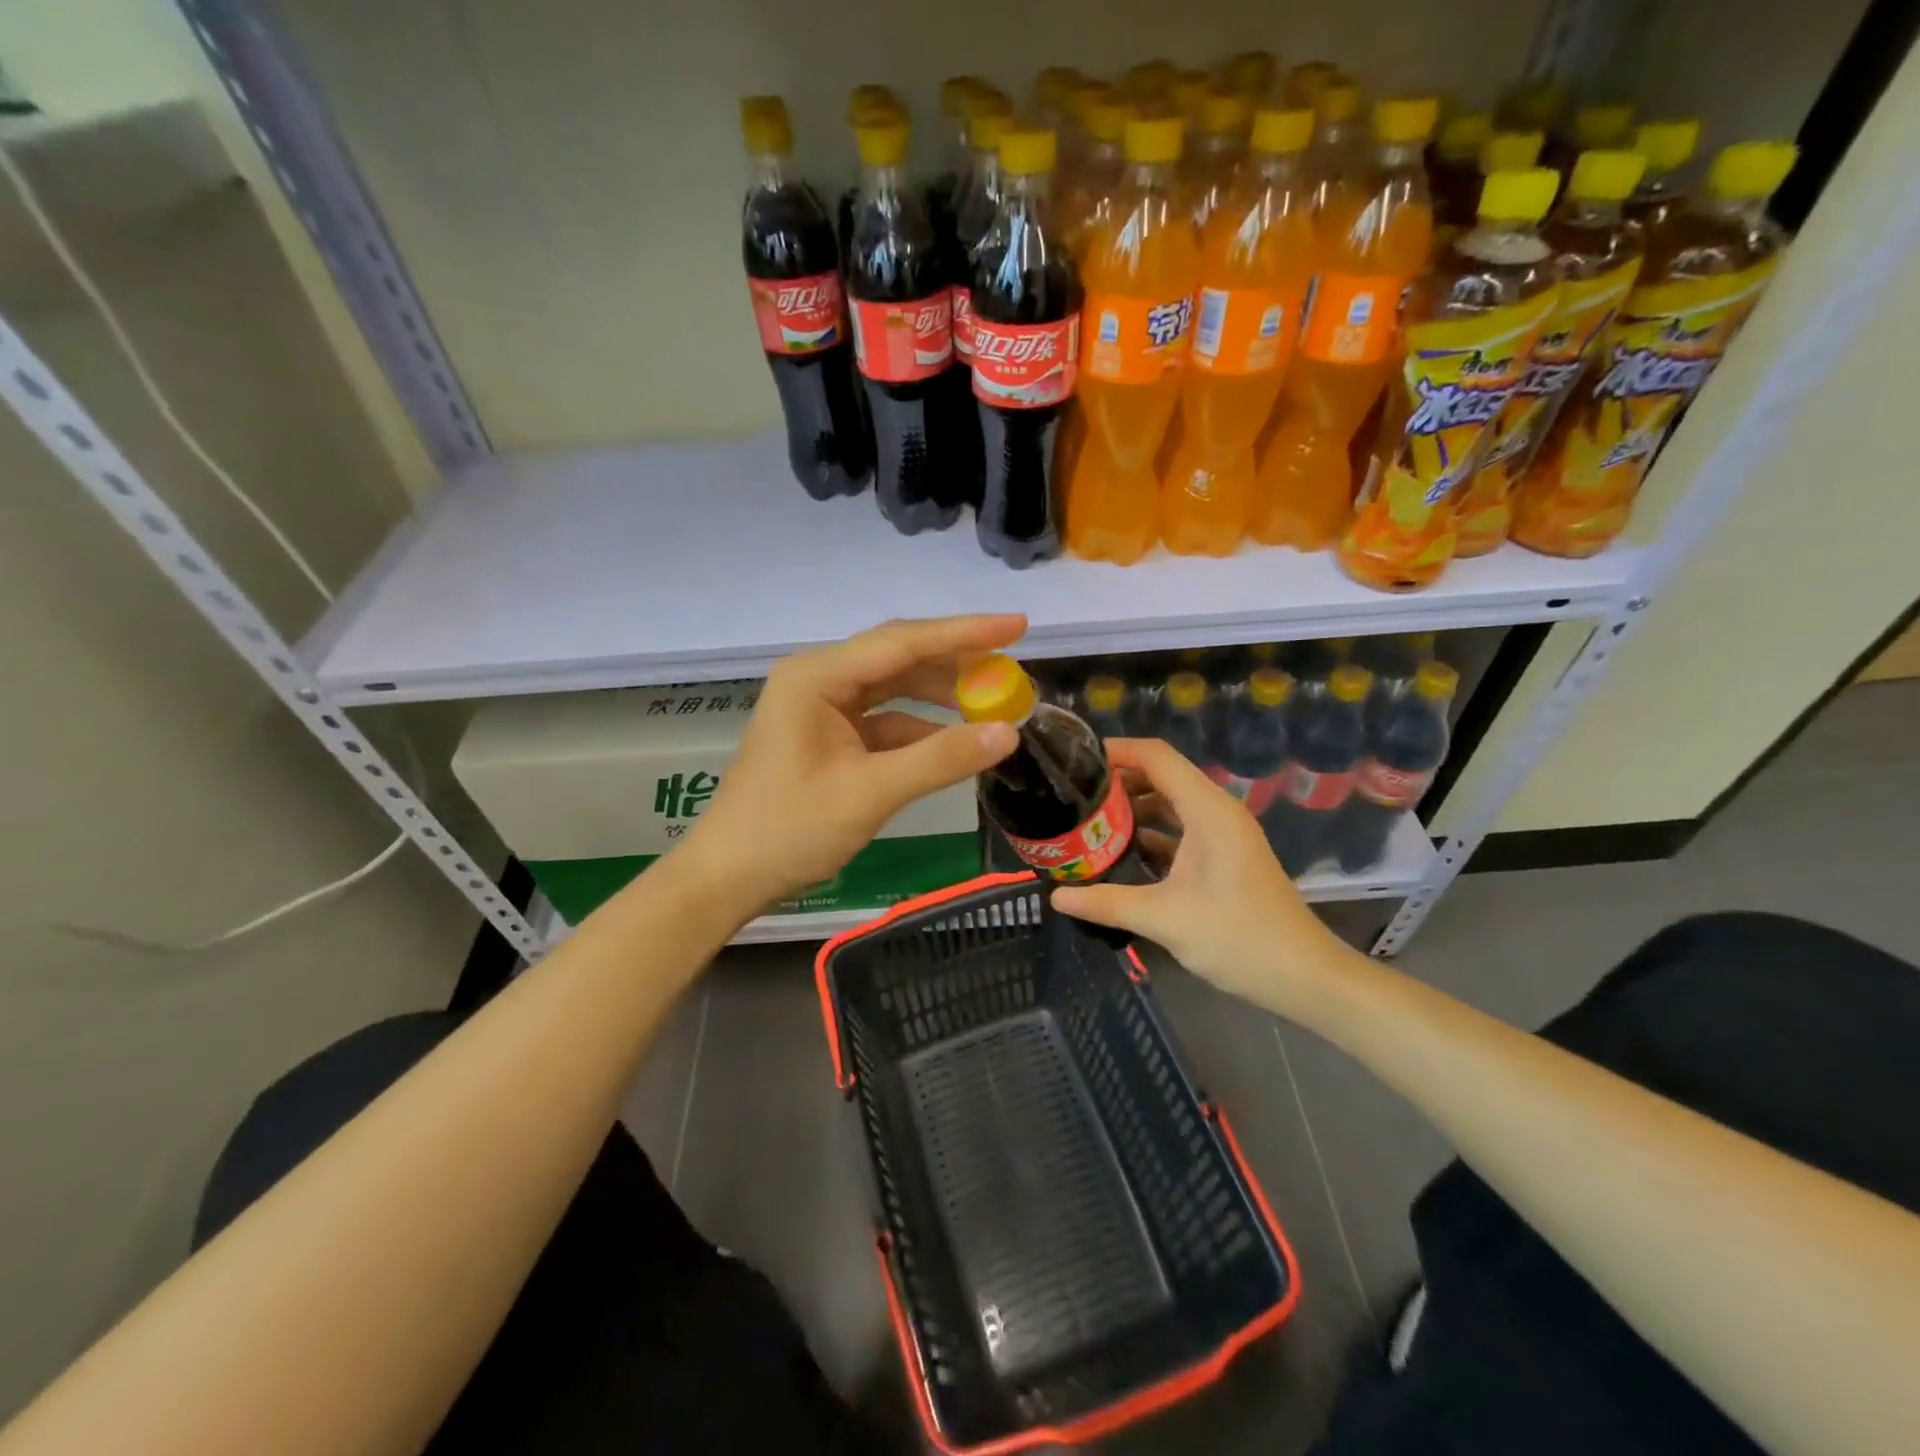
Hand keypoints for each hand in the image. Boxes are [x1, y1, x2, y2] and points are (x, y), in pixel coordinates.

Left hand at [681, 615, 1023, 907]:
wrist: (729, 876)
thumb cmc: (789, 830)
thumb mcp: (870, 793)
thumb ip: (940, 759)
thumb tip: (1009, 733)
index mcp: (817, 677)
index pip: (903, 642)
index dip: (965, 633)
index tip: (1018, 626)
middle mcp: (818, 679)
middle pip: (898, 658)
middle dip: (955, 662)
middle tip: (1011, 666)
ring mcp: (821, 708)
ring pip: (893, 688)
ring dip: (940, 695)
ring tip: (992, 700)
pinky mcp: (827, 736)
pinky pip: (883, 721)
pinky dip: (919, 729)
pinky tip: (954, 741)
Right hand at [1052, 738, 1358, 1018]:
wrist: (1304, 976)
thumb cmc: (1238, 937)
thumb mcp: (1164, 919)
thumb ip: (1106, 902)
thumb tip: (1056, 896)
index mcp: (1207, 810)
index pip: (1156, 757)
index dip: (1116, 750)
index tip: (1075, 761)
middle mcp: (1216, 812)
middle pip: (1162, 775)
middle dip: (1118, 780)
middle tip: (1072, 794)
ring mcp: (1223, 835)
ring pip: (1171, 804)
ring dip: (1133, 808)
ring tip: (1088, 820)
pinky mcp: (1224, 857)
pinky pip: (1181, 829)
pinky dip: (1151, 832)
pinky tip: (1121, 852)